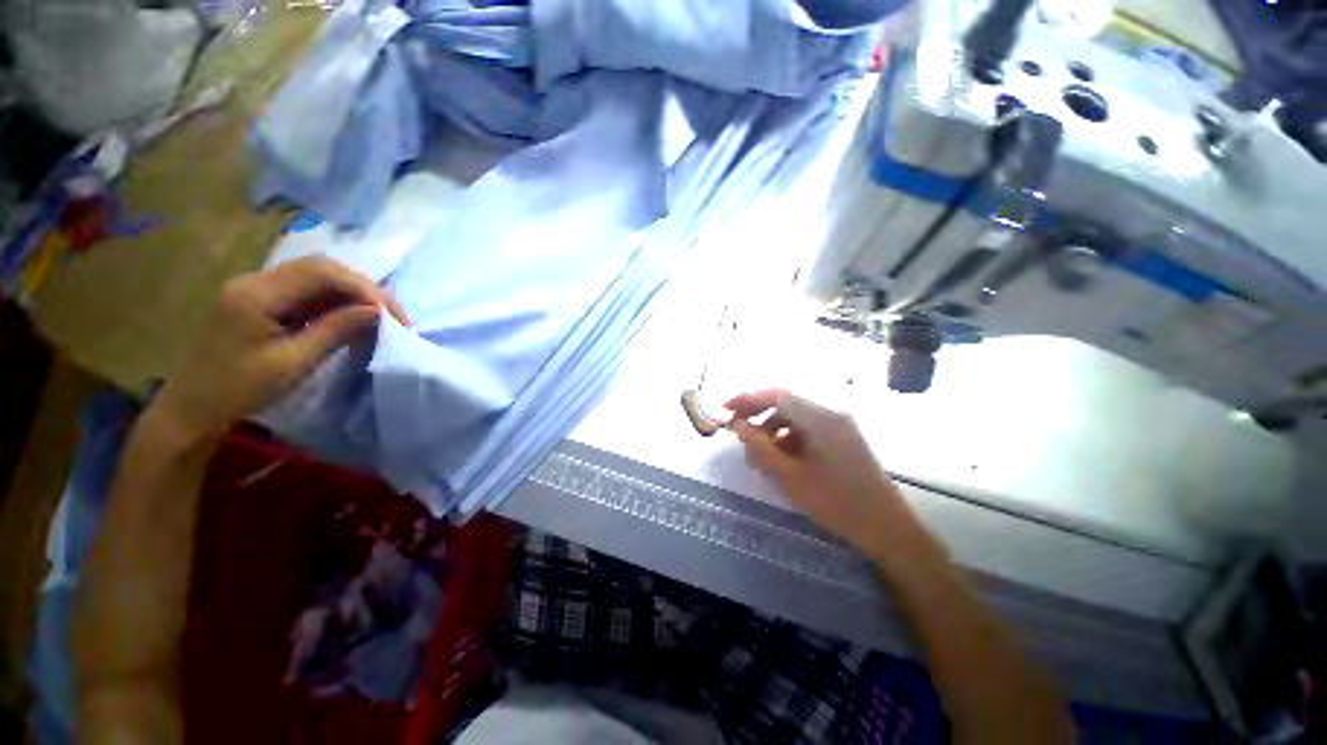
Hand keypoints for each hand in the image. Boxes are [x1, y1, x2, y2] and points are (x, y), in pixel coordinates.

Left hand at [153, 256, 409, 442]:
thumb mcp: (293, 363)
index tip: (392, 316)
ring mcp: (256, 289)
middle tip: (394, 315)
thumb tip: (377, 312)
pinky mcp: (259, 301)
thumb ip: (336, 330)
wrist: (192, 408)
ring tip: (380, 317)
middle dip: (363, 288)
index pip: (322, 273)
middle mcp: (255, 281)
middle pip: (321, 268)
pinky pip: (305, 291)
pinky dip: (334, 301)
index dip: (364, 289)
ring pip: (316, 276)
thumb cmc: (239, 390)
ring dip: (352, 293)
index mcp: (256, 294)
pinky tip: (352, 317)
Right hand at [726, 389, 913, 553]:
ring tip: (756, 458)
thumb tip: (736, 425)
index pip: (776, 395)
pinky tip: (778, 462)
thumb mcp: (790, 477)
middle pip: (784, 404)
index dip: (747, 399)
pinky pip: (807, 430)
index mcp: (820, 417)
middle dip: (757, 417)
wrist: (887, 528)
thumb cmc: (837, 502)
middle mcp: (830, 413)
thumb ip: (759, 447)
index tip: (724, 410)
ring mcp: (838, 425)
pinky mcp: (841, 438)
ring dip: (771, 432)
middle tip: (736, 434)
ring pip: (794, 419)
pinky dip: (788, 441)